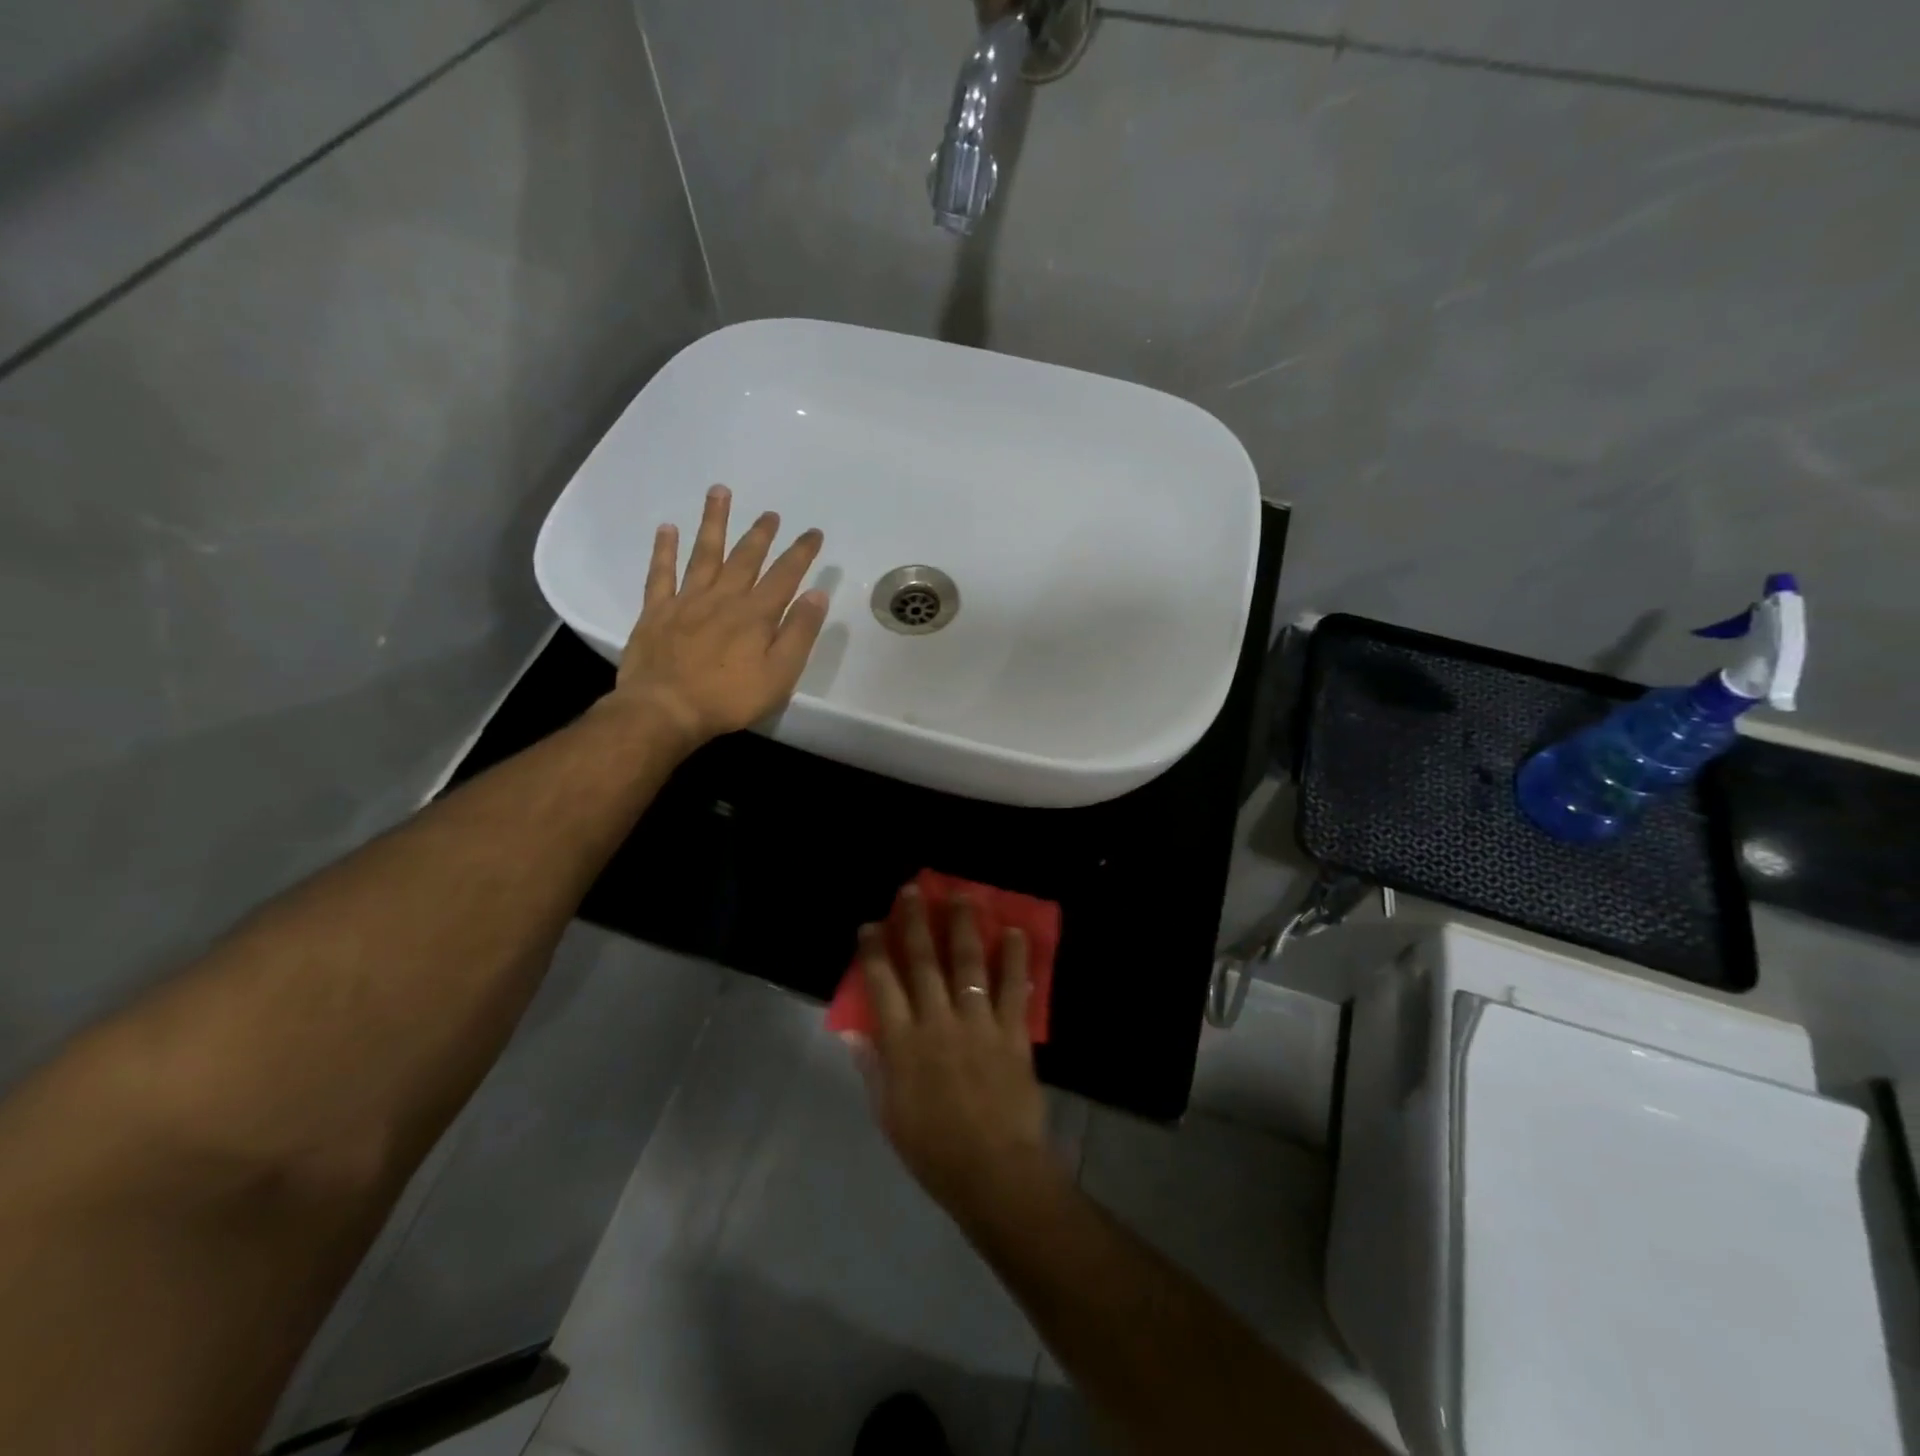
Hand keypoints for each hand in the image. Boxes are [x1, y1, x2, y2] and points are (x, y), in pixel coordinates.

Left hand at [612, 485, 827, 743]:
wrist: (665, 709)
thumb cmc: (729, 698)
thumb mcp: (779, 674)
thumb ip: (799, 633)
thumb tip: (817, 594)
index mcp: (755, 614)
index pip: (785, 575)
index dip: (801, 552)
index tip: (813, 532)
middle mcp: (723, 597)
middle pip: (745, 557)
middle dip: (761, 533)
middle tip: (771, 513)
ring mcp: (686, 601)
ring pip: (704, 553)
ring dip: (714, 522)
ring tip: (720, 492)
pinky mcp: (657, 612)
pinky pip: (660, 573)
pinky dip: (664, 550)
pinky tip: (668, 528)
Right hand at [855, 884, 1056, 1224]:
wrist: (993, 1172)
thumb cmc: (933, 1150)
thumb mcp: (889, 1113)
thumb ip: (874, 1066)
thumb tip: (856, 1030)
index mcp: (903, 1044)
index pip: (882, 985)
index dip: (875, 951)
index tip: (871, 924)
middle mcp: (938, 1023)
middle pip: (923, 962)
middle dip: (915, 922)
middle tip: (913, 890)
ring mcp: (978, 1024)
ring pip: (969, 964)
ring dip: (964, 926)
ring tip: (963, 896)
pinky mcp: (1011, 1033)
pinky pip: (1013, 988)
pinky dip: (1016, 958)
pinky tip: (1016, 932)